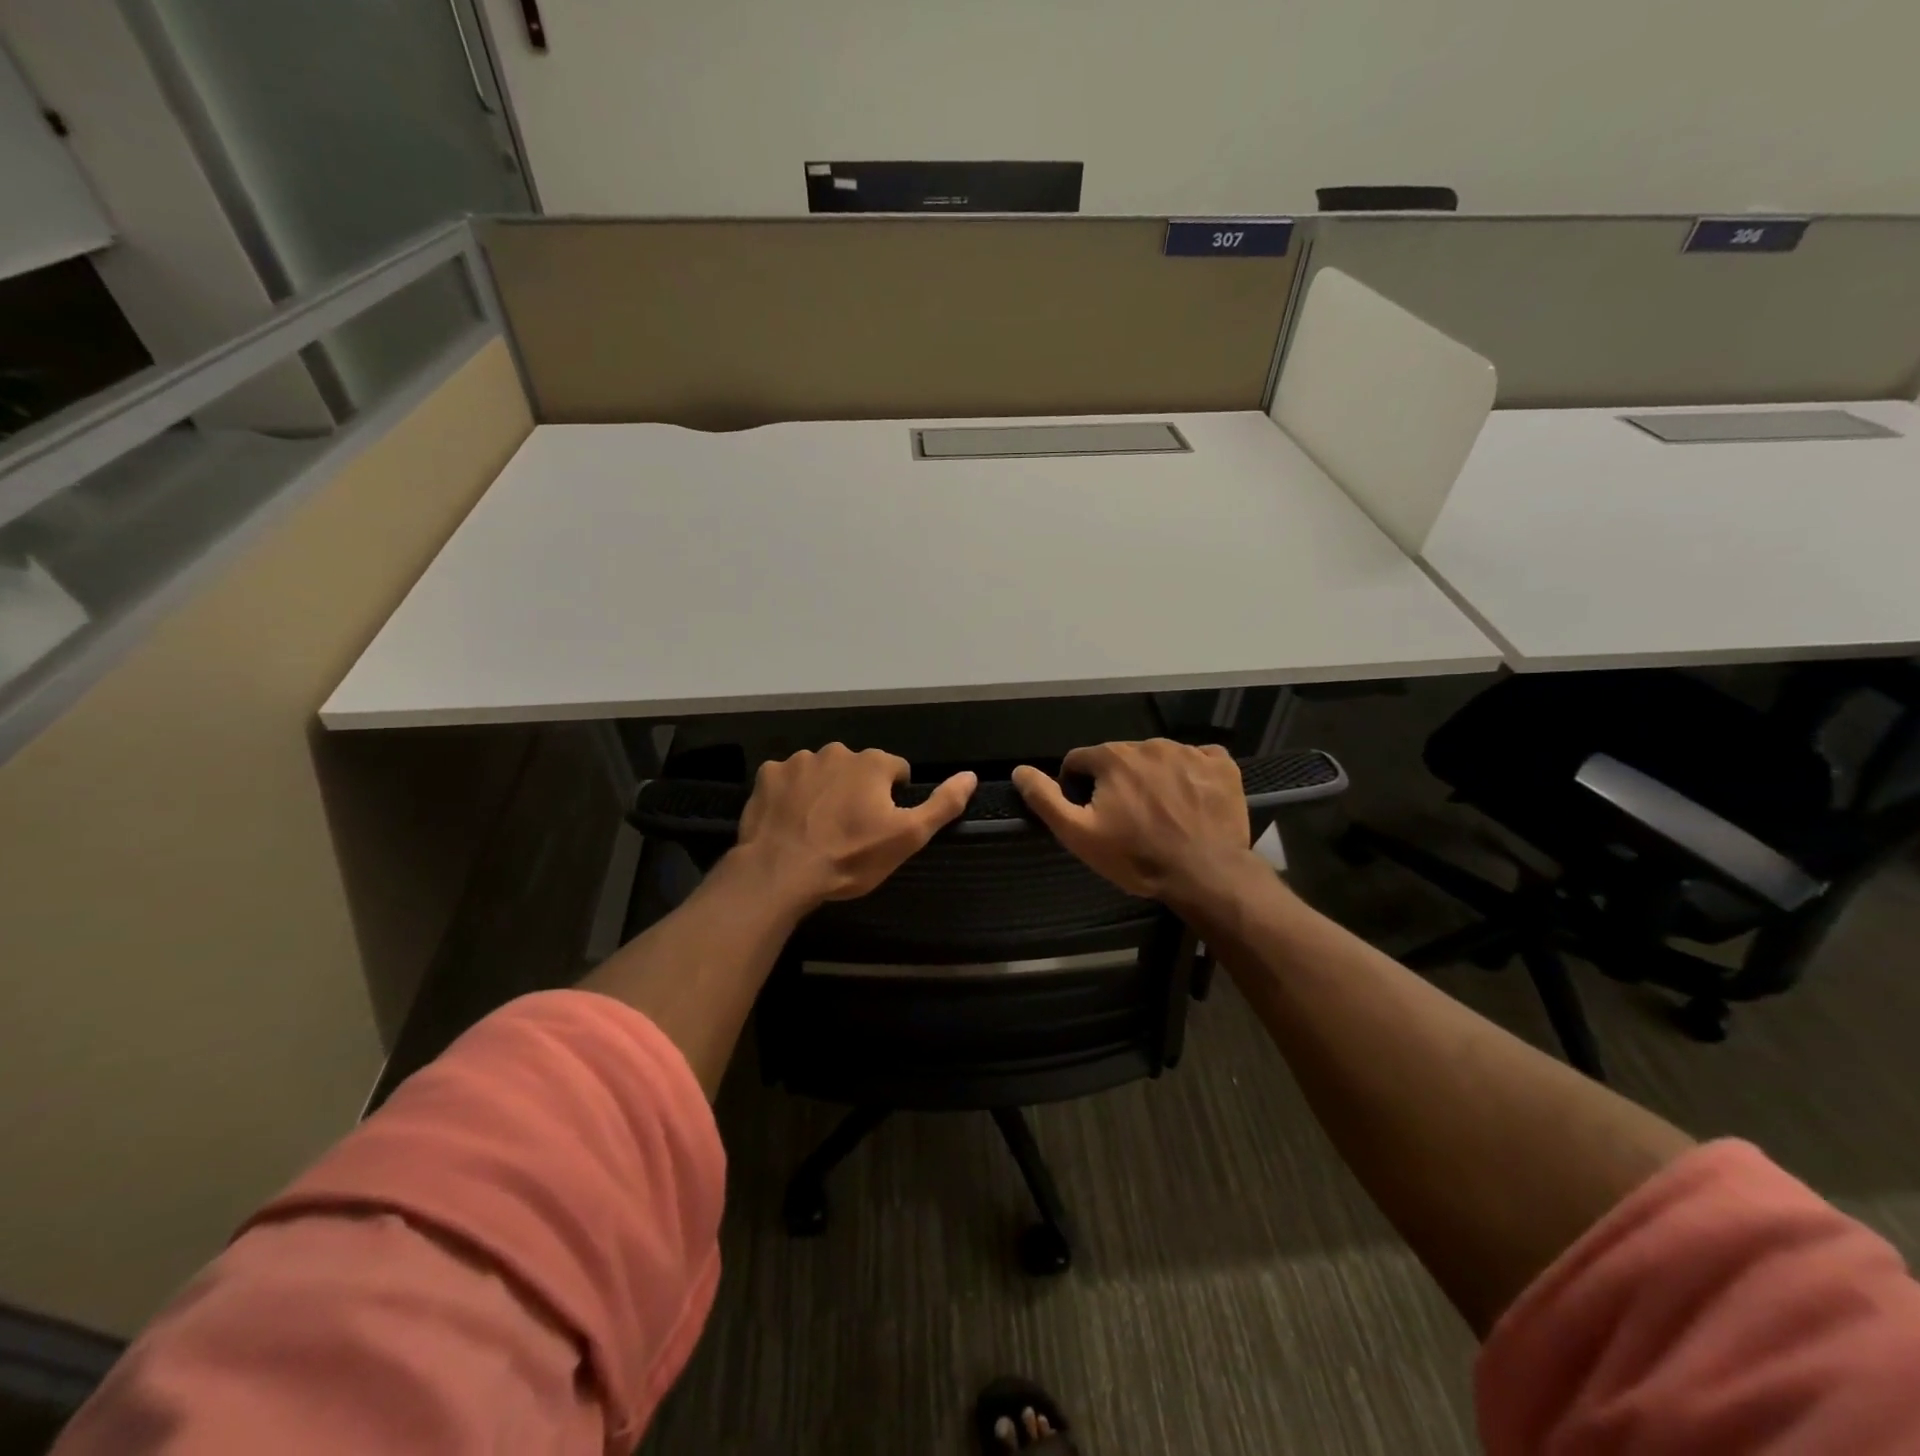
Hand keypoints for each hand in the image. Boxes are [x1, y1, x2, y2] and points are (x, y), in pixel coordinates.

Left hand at [735, 744, 975, 907]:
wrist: (780, 873)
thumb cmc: (849, 857)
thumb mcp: (907, 838)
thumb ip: (942, 804)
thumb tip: (970, 775)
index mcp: (872, 763)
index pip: (896, 770)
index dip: (893, 797)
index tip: (882, 824)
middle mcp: (836, 751)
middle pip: (857, 768)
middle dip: (857, 791)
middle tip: (849, 829)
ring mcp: (798, 761)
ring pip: (822, 772)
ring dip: (824, 791)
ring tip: (817, 827)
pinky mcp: (768, 776)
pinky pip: (787, 780)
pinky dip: (791, 795)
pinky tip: (790, 821)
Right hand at [1013, 740, 1250, 904]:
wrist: (1205, 874)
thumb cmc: (1136, 857)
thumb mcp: (1079, 835)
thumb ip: (1046, 799)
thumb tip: (1019, 771)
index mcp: (1112, 757)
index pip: (1079, 761)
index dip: (1079, 787)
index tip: (1092, 815)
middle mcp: (1149, 745)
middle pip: (1120, 758)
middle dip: (1117, 782)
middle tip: (1128, 819)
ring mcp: (1189, 752)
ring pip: (1157, 758)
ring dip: (1153, 778)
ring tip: (1161, 814)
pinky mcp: (1221, 765)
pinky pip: (1198, 759)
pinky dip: (1191, 775)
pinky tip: (1191, 801)